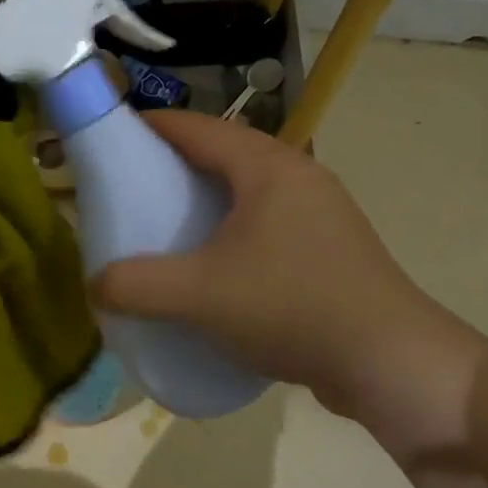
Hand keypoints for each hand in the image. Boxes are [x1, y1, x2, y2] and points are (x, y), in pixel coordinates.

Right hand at [92, 111, 483, 442]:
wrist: (391, 362)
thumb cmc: (291, 306)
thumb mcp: (200, 295)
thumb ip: (137, 286)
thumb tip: (96, 285)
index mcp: (267, 167)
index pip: (199, 127)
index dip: (152, 126)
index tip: (113, 136)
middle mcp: (298, 176)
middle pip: (225, 152)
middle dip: (177, 163)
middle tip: (134, 185)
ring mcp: (321, 212)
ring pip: (249, 190)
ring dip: (208, 199)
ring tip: (170, 224)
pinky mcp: (331, 247)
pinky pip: (269, 222)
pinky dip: (235, 229)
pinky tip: (217, 265)